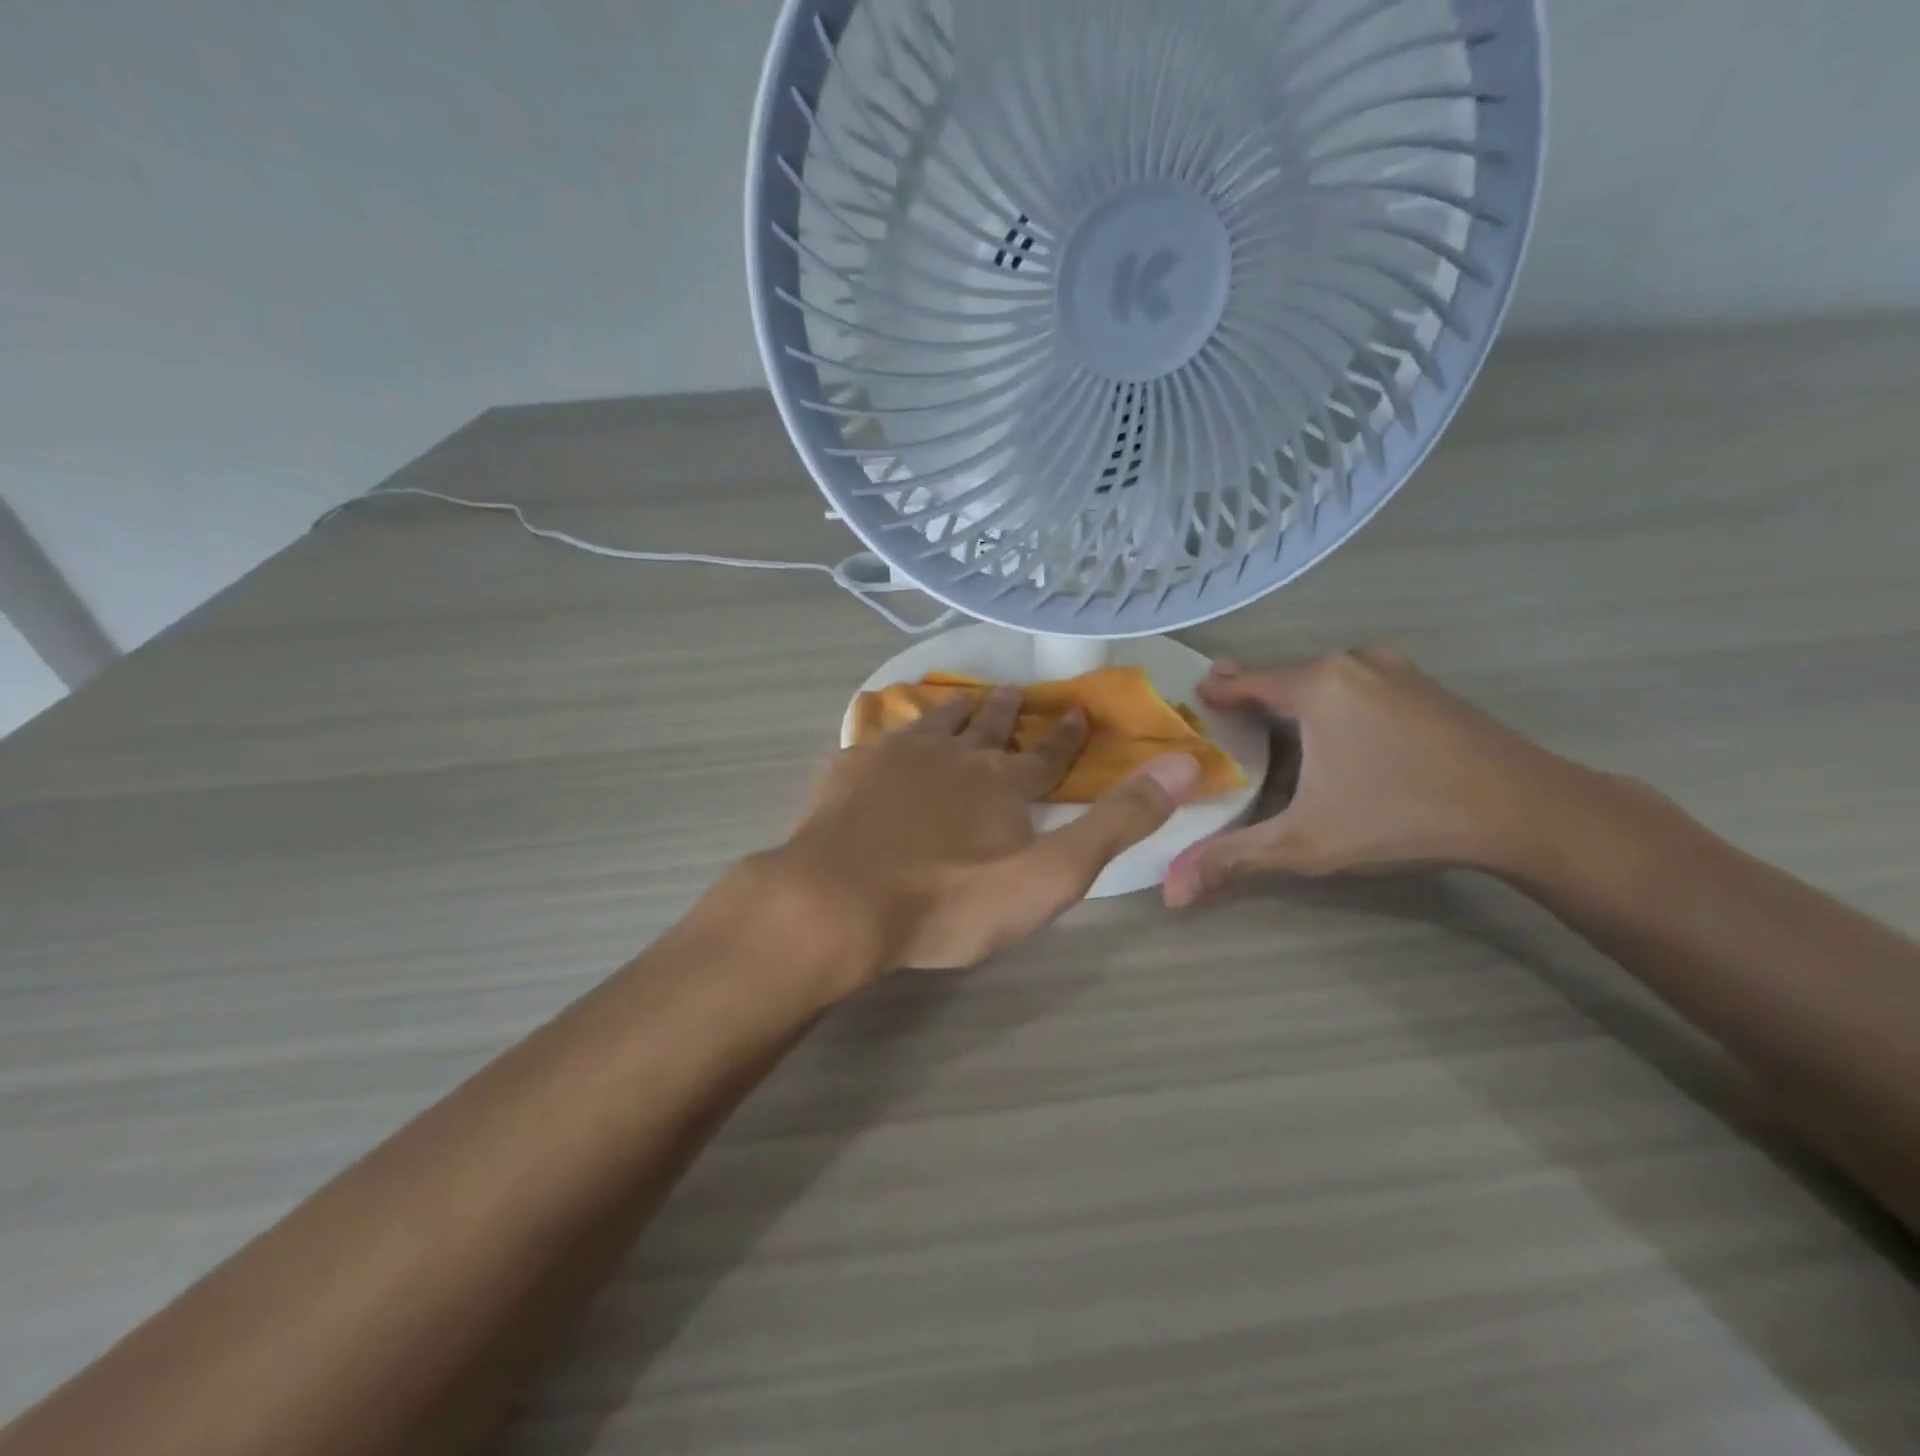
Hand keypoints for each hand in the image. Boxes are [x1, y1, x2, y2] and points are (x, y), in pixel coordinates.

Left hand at [768, 686, 1202, 981]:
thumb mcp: (1051, 875)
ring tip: (962, 700)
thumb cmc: (951, 900)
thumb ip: (1116, 823)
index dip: (1066, 737)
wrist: (841, 901)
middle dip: (1006, 712)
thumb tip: (1183, 764)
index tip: (1077, 711)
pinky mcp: (850, 769)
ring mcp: (896, 757)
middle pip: (987, 728)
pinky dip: (891, 732)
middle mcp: (954, 755)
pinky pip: (877, 738)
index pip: (1046, 755)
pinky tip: (884, 737)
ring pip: (934, 723)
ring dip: (954, 712)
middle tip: (1013, 691)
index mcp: (1002, 783)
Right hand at [1163, 647, 1580, 906]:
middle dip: (1253, 691)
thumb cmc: (1402, 815)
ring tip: (1274, 718)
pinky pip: (1358, 682)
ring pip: (1324, 675)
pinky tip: (1337, 727)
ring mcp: (1395, 669)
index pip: (1246, 679)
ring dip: (1295, 692)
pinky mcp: (1426, 685)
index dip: (1216, 690)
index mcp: (1317, 685)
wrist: (1527, 809)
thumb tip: (1169, 892)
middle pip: (1284, 673)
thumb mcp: (1306, 844)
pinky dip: (1334, 696)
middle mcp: (1352, 662)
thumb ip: (1233, 860)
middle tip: (1225, 710)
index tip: (1192, 699)